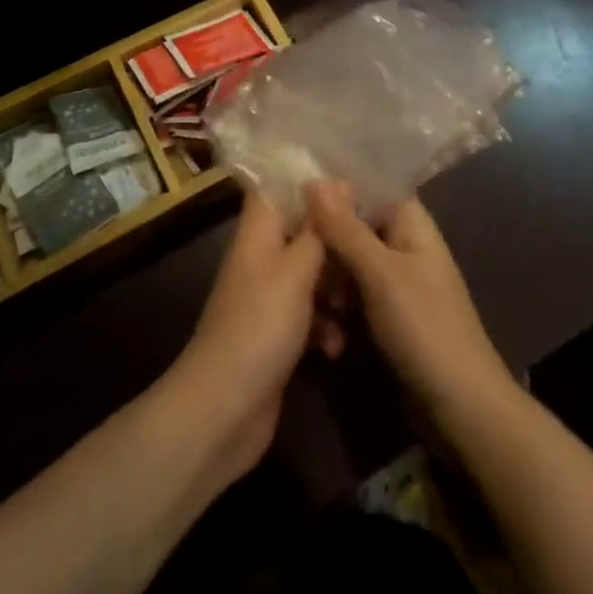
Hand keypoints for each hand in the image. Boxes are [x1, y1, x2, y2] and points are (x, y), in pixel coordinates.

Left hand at [166, 192, 327, 484]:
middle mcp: (262, 259)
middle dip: (335, 239)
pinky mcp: (278, 336)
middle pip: (302, 232)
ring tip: (355, 301)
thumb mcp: (295, 271)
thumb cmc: (259, 326)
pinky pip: (309, 316)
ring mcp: (269, 299)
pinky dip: (325, 326)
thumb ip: (319, 229)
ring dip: (335, 287)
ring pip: (311, 274)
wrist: (223, 411)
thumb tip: (338, 182)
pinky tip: (336, 346)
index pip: (278, 187)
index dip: (311, 183)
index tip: (352, 185)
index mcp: (259, 233)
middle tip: (369, 245)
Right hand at [305, 182, 517, 423]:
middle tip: (297, 269)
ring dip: (327, 285)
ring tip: (315, 315)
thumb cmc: (424, 327)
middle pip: (350, 227)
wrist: (460, 408)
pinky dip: (336, 311)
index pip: (364, 187)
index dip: (329, 191)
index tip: (290, 200)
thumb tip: (313, 179)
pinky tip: (326, 337)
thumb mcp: (380, 273)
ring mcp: (393, 280)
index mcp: (408, 220)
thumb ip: (345, 228)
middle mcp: (400, 242)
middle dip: (323, 247)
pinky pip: (351, 296)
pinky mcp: (384, 314)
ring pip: (345, 264)